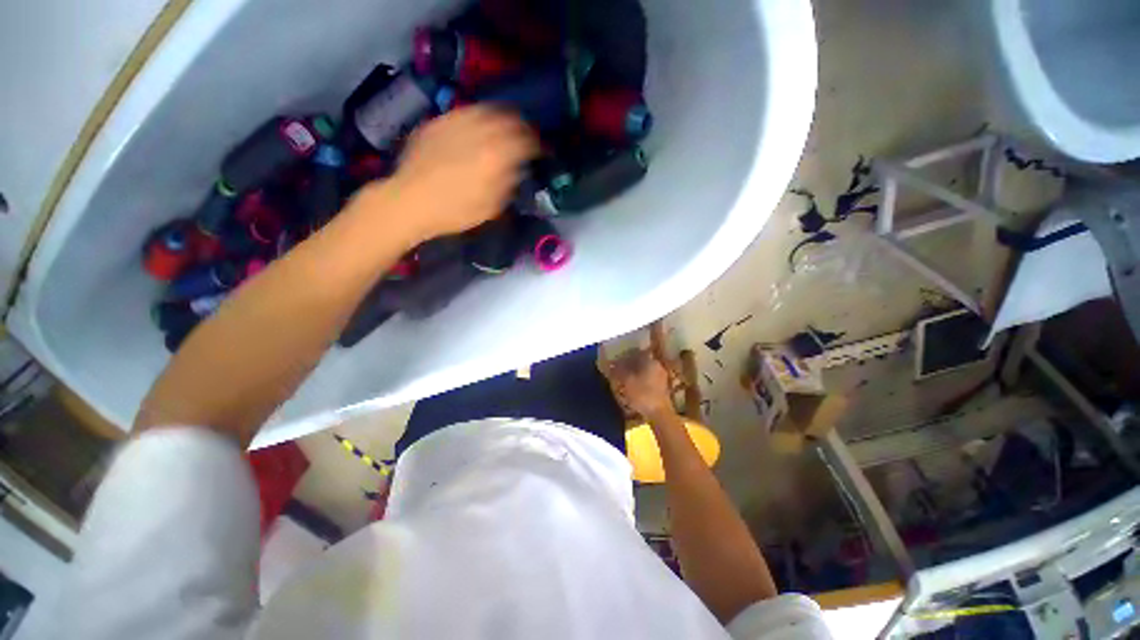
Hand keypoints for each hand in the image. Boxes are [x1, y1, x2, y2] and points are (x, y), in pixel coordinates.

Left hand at [393, 106, 537, 241]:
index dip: (537, 144)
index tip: (540, 151)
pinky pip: (465, 112)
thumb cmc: (455, 211)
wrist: (410, 201)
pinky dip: (477, 117)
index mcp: (496, 156)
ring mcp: (456, 122)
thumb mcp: (492, 207)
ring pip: (487, 110)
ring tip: (503, 127)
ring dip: (500, 118)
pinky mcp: (439, 121)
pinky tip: (476, 128)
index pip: (526, 141)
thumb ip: (508, 184)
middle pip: (509, 119)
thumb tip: (516, 169)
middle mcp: (479, 132)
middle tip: (524, 136)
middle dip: (521, 127)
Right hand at [605, 349, 674, 419]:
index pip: (636, 352)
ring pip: (644, 370)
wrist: (659, 414)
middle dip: (629, 365)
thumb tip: (611, 365)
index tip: (617, 360)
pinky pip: (648, 379)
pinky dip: (640, 380)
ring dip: (635, 373)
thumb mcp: (626, 381)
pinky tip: (633, 387)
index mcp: (650, 361)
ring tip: (624, 379)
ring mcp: (661, 376)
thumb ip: (618, 371)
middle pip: (640, 361)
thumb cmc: (642, 394)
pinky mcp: (662, 387)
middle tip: (619, 370)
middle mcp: (657, 366)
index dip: (625, 356)